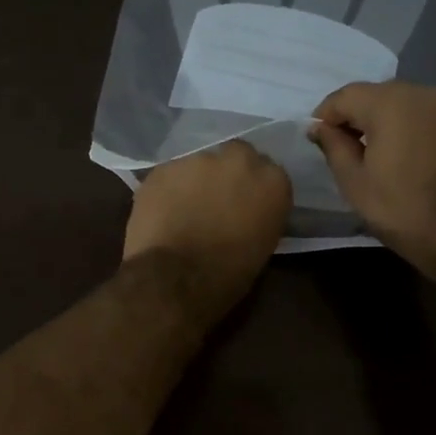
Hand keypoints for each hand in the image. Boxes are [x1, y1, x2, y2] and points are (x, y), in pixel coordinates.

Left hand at [123, 141, 290, 314]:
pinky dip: (169, 189)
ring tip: (185, 207)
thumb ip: (260, 213)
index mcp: (272, 181)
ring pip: (199, 163)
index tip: (246, 203)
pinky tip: (163, 211)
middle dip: (228, 173)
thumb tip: (248, 210)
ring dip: (196, 180)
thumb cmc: (228, 274)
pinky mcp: (164, 167)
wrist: (177, 279)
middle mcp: (239, 160)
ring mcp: (198, 159)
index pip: (268, 172)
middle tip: (216, 199)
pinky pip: (170, 174)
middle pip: (236, 155)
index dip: (254, 188)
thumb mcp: (262, 244)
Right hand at [309, 82, 435, 274]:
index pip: (346, 96)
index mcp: (390, 103)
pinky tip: (410, 154)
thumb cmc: (403, 209)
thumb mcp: (355, 182)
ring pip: (406, 103)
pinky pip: (430, 115)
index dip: (326, 114)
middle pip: (378, 95)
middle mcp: (423, 92)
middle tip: (346, 148)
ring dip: (388, 121)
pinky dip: (414, 127)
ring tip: (379, 153)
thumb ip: (333, 146)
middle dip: (358, 116)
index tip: (317, 137)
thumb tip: (319, 126)